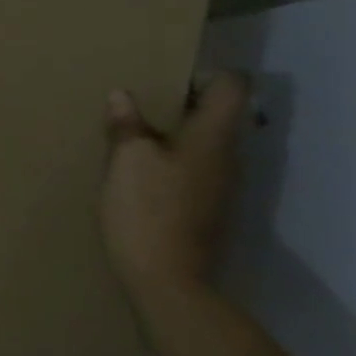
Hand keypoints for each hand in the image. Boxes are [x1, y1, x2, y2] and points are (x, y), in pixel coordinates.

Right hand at [100, 71, 250, 299]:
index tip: (168, 79)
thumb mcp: (127, 159)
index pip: (232, 85)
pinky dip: (171, 162)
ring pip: (204, 144)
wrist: (167, 282)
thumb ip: (127, 124)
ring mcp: (221, 187)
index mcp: (213, 137)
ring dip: (174, 134)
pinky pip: (194, 169)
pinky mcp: (206, 210)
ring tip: (133, 137)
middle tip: (141, 104)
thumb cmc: (148, 210)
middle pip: (219, 114)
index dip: (205, 73)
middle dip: (182, 103)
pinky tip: (139, 173)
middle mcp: (228, 157)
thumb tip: (123, 96)